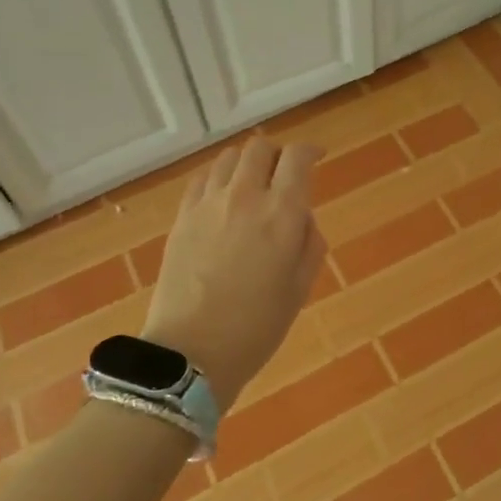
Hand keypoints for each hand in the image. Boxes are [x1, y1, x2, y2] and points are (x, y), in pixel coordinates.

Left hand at [142, 136, 326, 409]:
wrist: (191, 352)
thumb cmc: (257, 327)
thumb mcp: (300, 287)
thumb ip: (309, 242)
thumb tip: (301, 217)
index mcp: (282, 213)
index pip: (297, 158)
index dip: (310, 151)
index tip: (317, 158)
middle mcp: (245, 196)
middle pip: (260, 148)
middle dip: (277, 154)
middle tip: (283, 174)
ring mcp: (208, 204)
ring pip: (229, 158)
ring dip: (247, 163)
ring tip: (252, 184)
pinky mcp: (182, 217)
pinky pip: (202, 178)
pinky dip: (219, 177)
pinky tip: (222, 197)